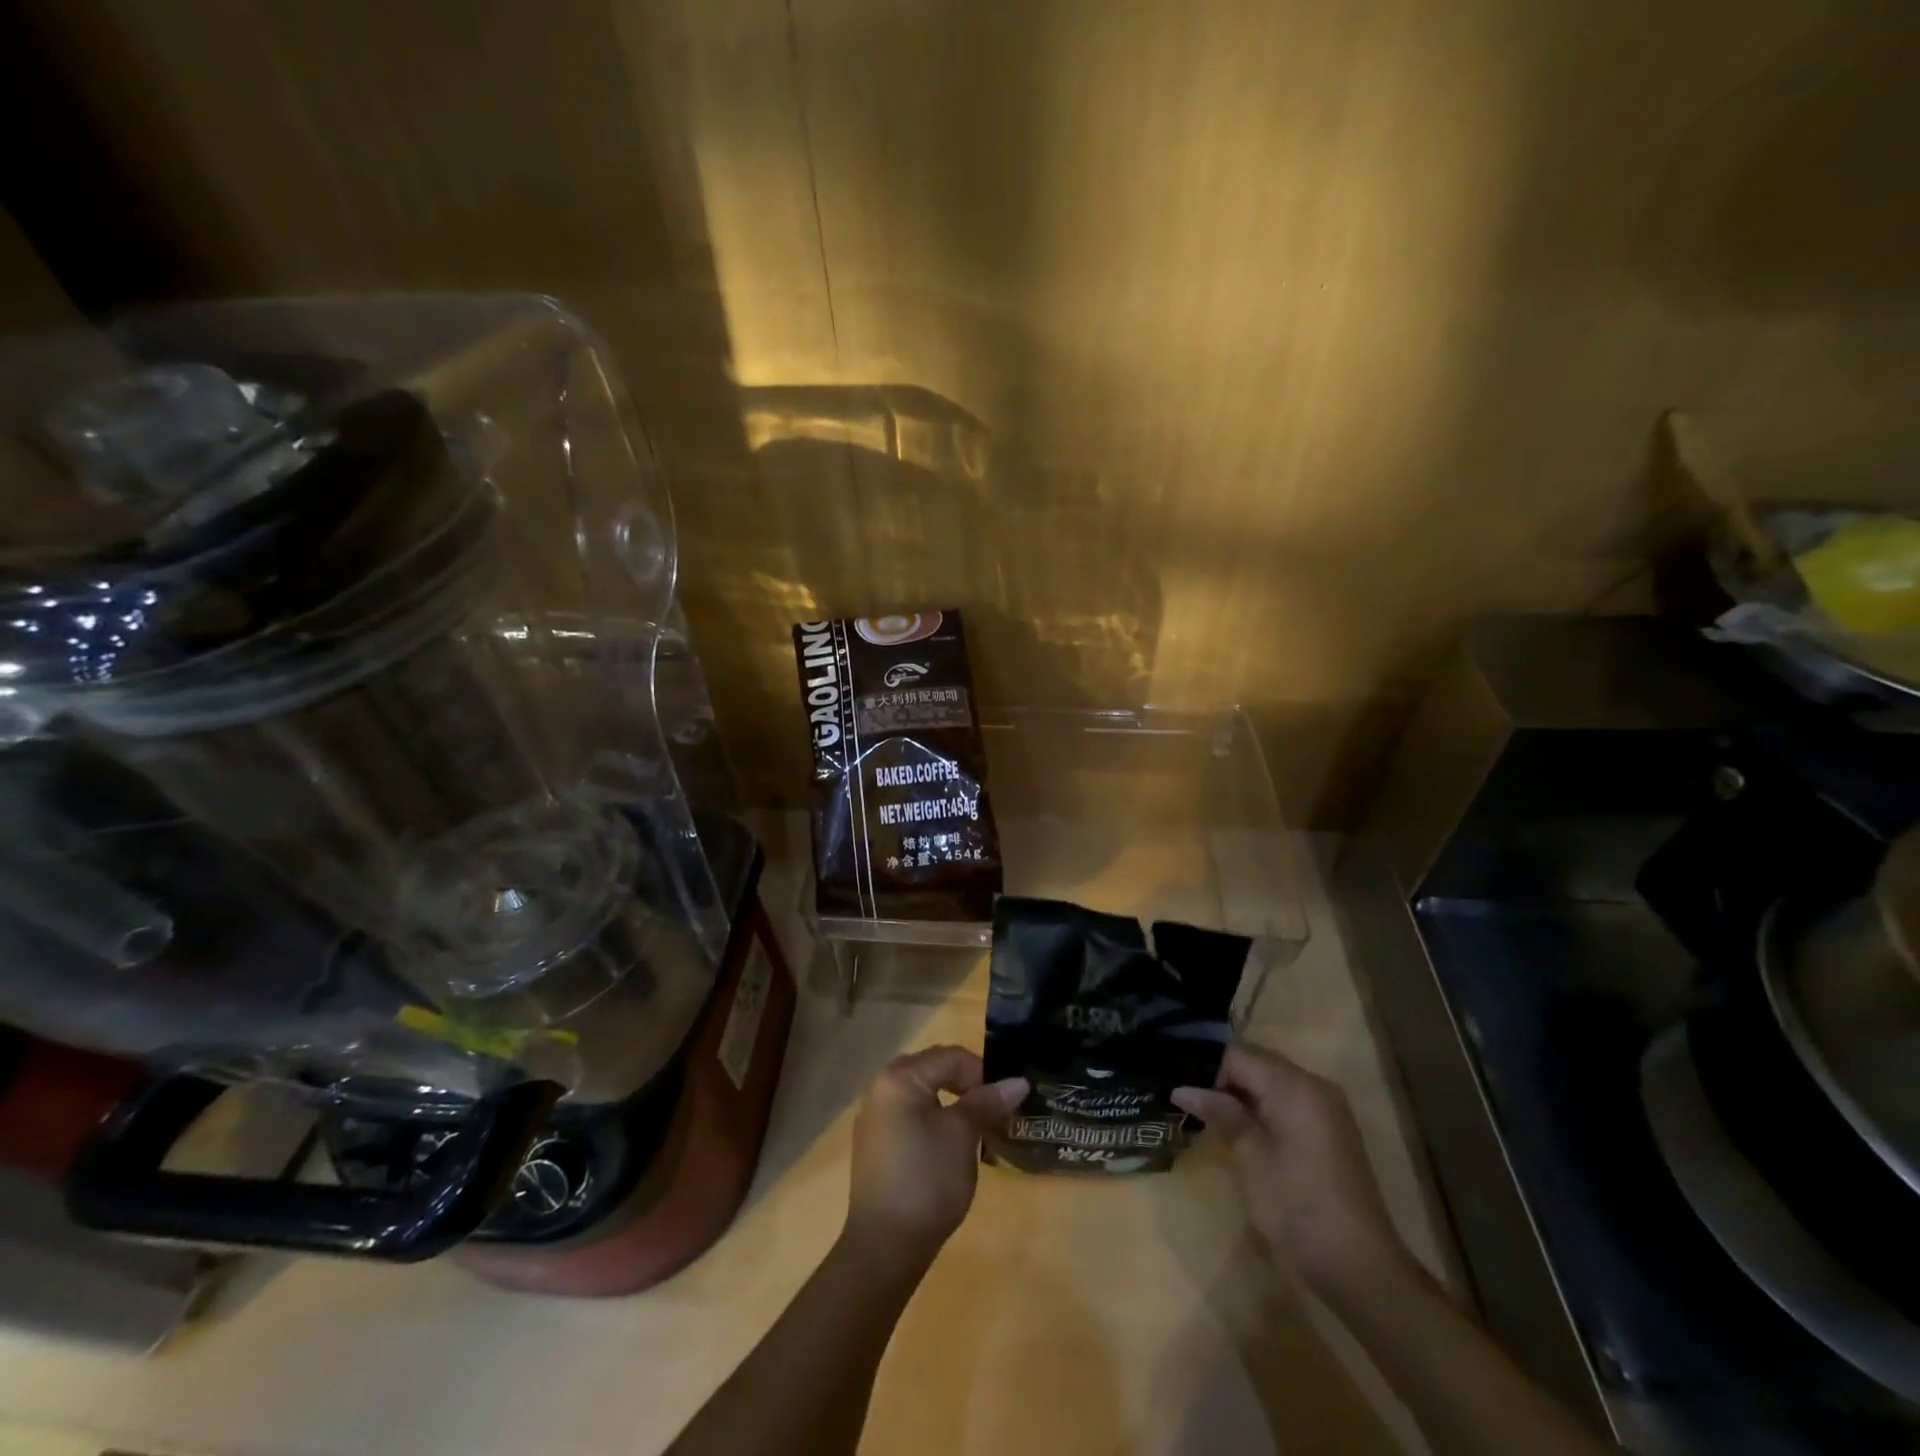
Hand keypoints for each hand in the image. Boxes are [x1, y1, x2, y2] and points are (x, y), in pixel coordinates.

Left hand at [845, 1045, 1027, 1265]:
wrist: (885, 1246)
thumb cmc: (927, 1180)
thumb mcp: (963, 1135)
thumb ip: (987, 1102)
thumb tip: (1018, 1082)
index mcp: (899, 1077)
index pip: (950, 1056)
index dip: (982, 1074)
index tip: (1003, 1102)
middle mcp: (880, 1087)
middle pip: (933, 1069)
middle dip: (965, 1084)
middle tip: (991, 1111)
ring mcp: (874, 1116)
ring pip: (921, 1092)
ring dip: (950, 1102)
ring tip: (974, 1128)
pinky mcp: (875, 1143)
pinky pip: (909, 1114)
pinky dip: (932, 1119)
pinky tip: (947, 1146)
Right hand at [1174, 1043, 1407, 1294]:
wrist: (1360, 1267)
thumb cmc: (1297, 1206)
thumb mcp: (1249, 1157)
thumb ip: (1219, 1112)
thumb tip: (1182, 1088)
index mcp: (1293, 1085)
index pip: (1238, 1053)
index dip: (1210, 1071)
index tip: (1192, 1100)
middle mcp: (1314, 1084)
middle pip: (1257, 1062)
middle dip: (1226, 1081)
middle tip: (1199, 1112)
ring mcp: (1328, 1107)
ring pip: (1273, 1082)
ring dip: (1245, 1097)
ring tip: (1219, 1125)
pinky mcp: (1332, 1129)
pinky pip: (1290, 1101)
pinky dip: (1266, 1110)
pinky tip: (1250, 1138)